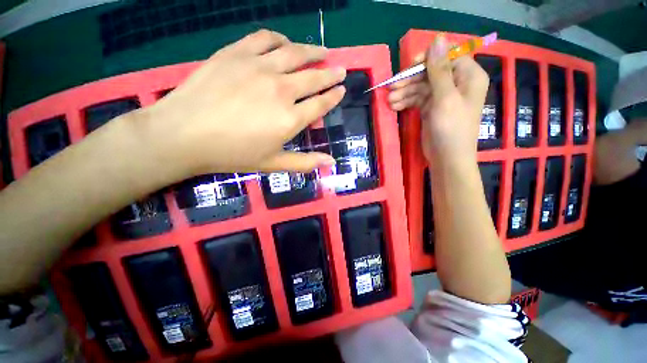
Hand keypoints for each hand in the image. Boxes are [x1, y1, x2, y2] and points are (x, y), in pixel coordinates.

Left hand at [138, 29, 344, 176]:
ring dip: (313, 51)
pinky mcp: (236, 53)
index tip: (341, 89)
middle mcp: (281, 89)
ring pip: (295, 53)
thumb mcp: (273, 164)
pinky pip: (265, 38)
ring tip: (323, 51)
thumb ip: (305, 162)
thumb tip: (331, 162)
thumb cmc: (232, 154)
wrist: (183, 135)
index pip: (321, 103)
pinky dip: (280, 39)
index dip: (334, 96)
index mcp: (290, 118)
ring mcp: (259, 67)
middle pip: (314, 77)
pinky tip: (285, 43)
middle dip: (331, 73)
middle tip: (340, 69)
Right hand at [389, 36, 488, 163]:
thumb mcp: (445, 98)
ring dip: (404, 92)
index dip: (427, 60)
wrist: (447, 158)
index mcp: (468, 76)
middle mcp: (457, 83)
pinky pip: (417, 99)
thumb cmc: (451, 129)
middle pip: (430, 73)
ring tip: (389, 101)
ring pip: (421, 87)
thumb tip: (437, 39)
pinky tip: (394, 106)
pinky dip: (406, 102)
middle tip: (391, 87)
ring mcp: (443, 97)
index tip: (409, 67)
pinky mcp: (431, 109)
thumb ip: (439, 70)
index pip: (447, 57)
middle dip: (410, 80)